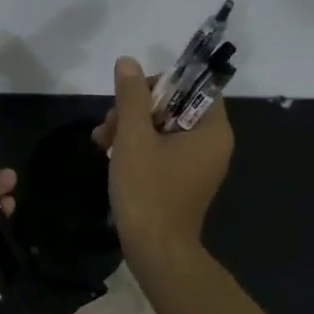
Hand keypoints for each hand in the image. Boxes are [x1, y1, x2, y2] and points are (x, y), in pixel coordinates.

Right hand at [92, 55, 232, 254]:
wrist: (155, 251)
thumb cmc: (148, 190)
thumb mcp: (134, 137)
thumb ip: (131, 96)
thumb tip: (128, 62)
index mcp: (212, 130)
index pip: (194, 87)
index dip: (161, 84)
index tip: (131, 96)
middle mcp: (212, 144)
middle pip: (174, 106)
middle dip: (136, 109)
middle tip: (108, 124)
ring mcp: (198, 164)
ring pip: (163, 128)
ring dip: (130, 127)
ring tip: (101, 141)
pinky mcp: (183, 180)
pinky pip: (162, 150)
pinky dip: (138, 147)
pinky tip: (109, 153)